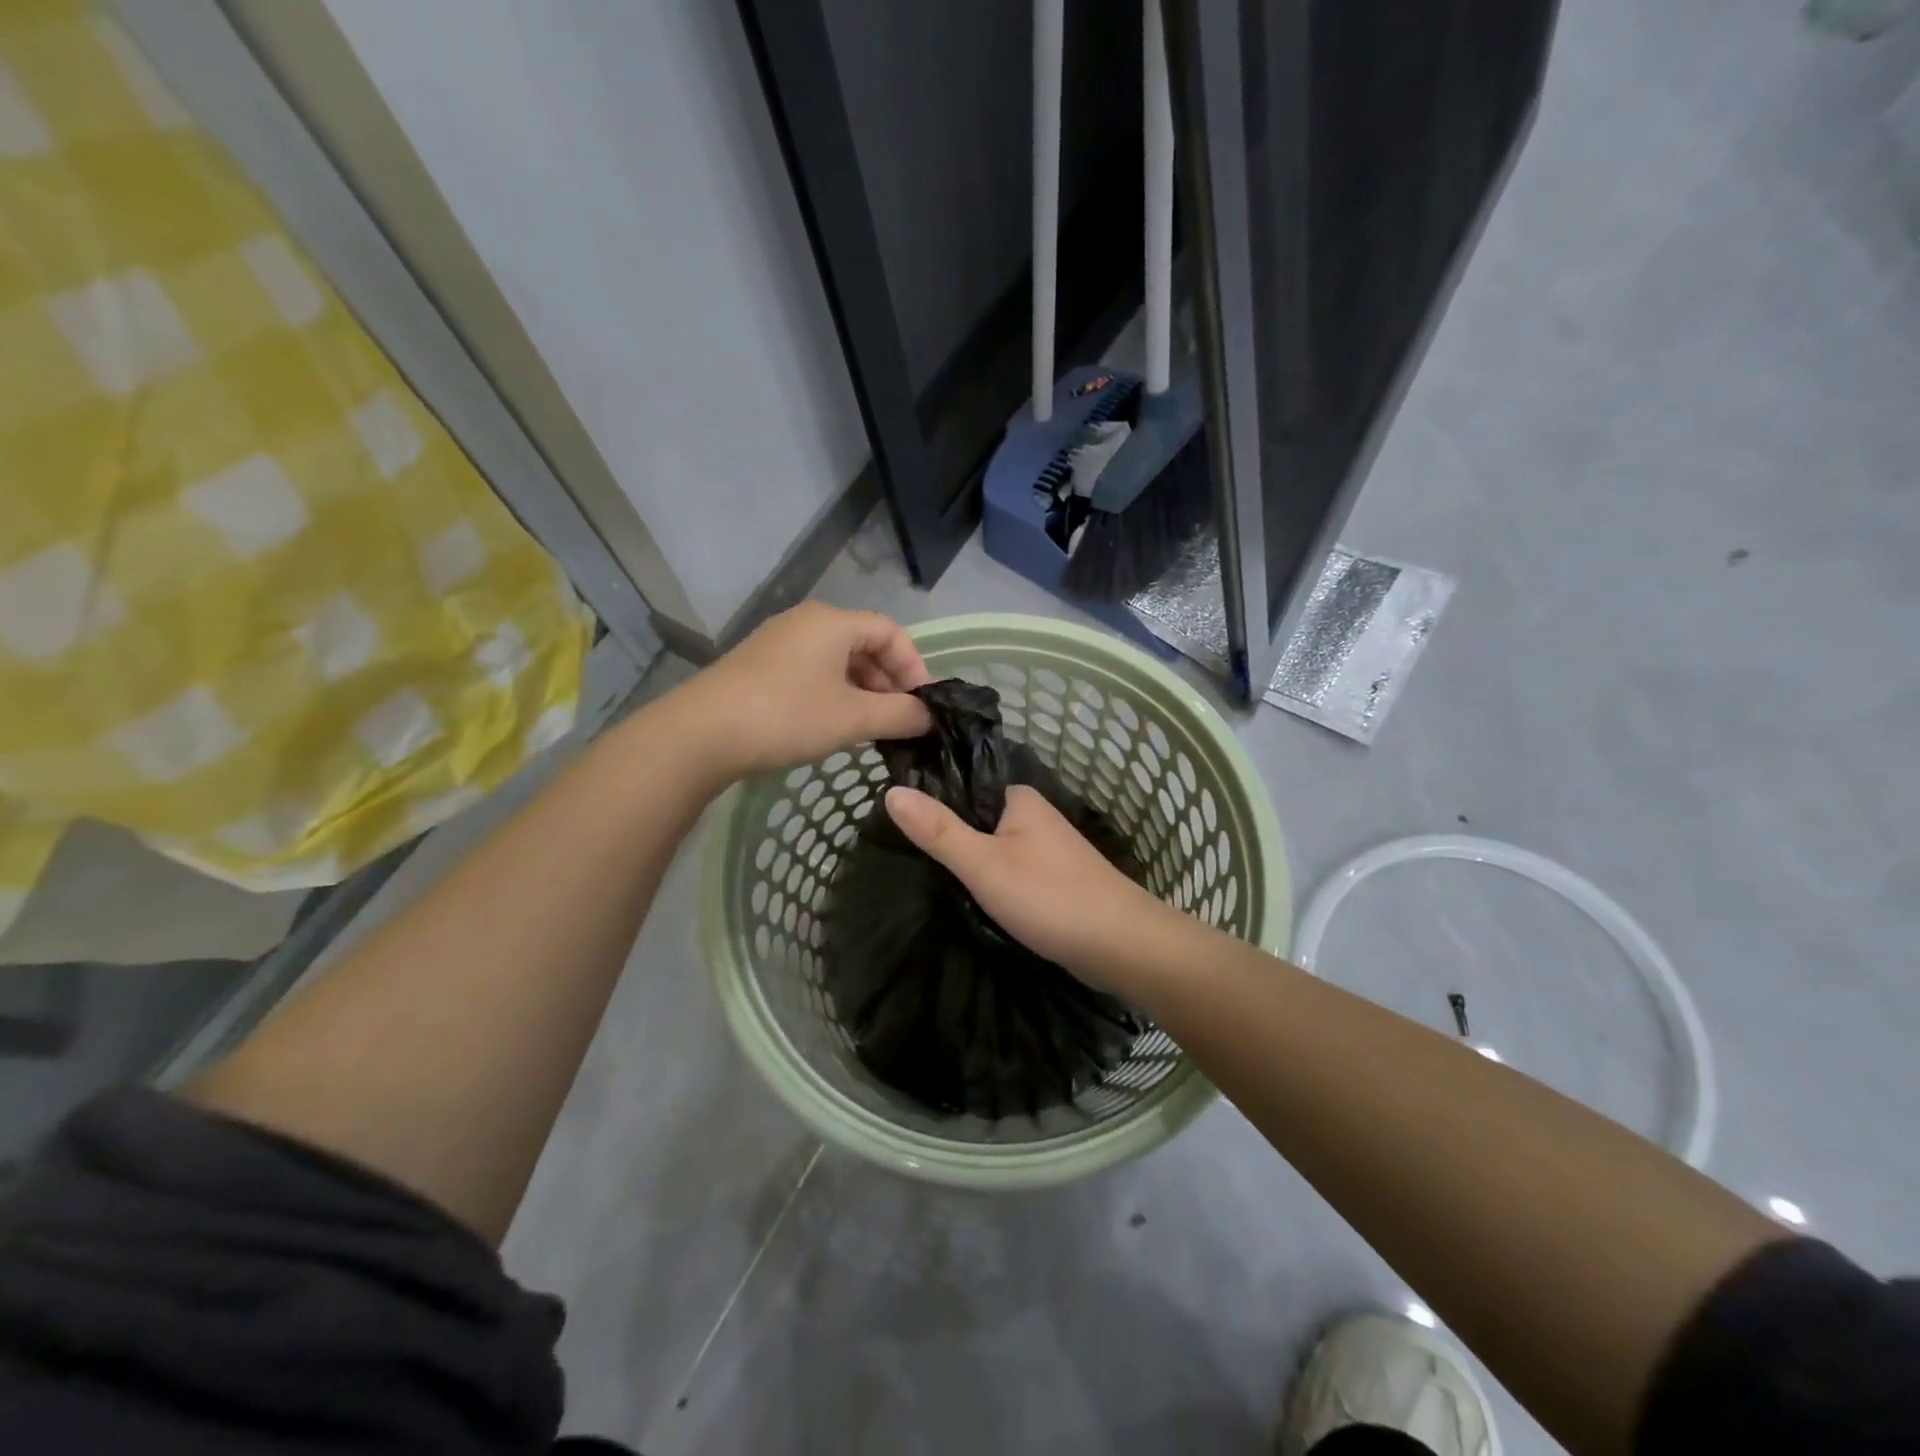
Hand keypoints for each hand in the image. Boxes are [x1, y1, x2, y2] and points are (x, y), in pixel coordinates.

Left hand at [679, 603, 932, 777]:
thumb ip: (899, 715)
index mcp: (833, 621)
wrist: (701, 734)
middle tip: (899, 721)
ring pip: (837, 661)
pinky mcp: (758, 667)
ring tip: (870, 728)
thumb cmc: (787, 715)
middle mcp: (806, 622)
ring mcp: (778, 643)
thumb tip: (928, 717)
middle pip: (864, 644)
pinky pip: (811, 673)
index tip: (922, 705)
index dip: (914, 667)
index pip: (891, 632)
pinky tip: (833, 726)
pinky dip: (833, 695)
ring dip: (862, 692)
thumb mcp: (853, 718)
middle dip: (889, 683)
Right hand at [883, 782, 1169, 989]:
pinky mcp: (1053, 877)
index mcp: (1018, 797)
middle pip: (976, 816)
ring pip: (993, 845)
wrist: (1121, 946)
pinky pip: (1009, 868)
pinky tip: (967, 893)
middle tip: (900, 852)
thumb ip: (939, 830)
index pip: (961, 784)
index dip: (928, 799)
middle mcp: (1034, 814)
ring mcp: (1047, 847)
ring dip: (968, 859)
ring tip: (924, 873)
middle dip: (946, 833)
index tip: (890, 819)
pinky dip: (989, 879)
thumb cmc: (1050, 897)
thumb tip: (890, 791)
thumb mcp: (984, 864)